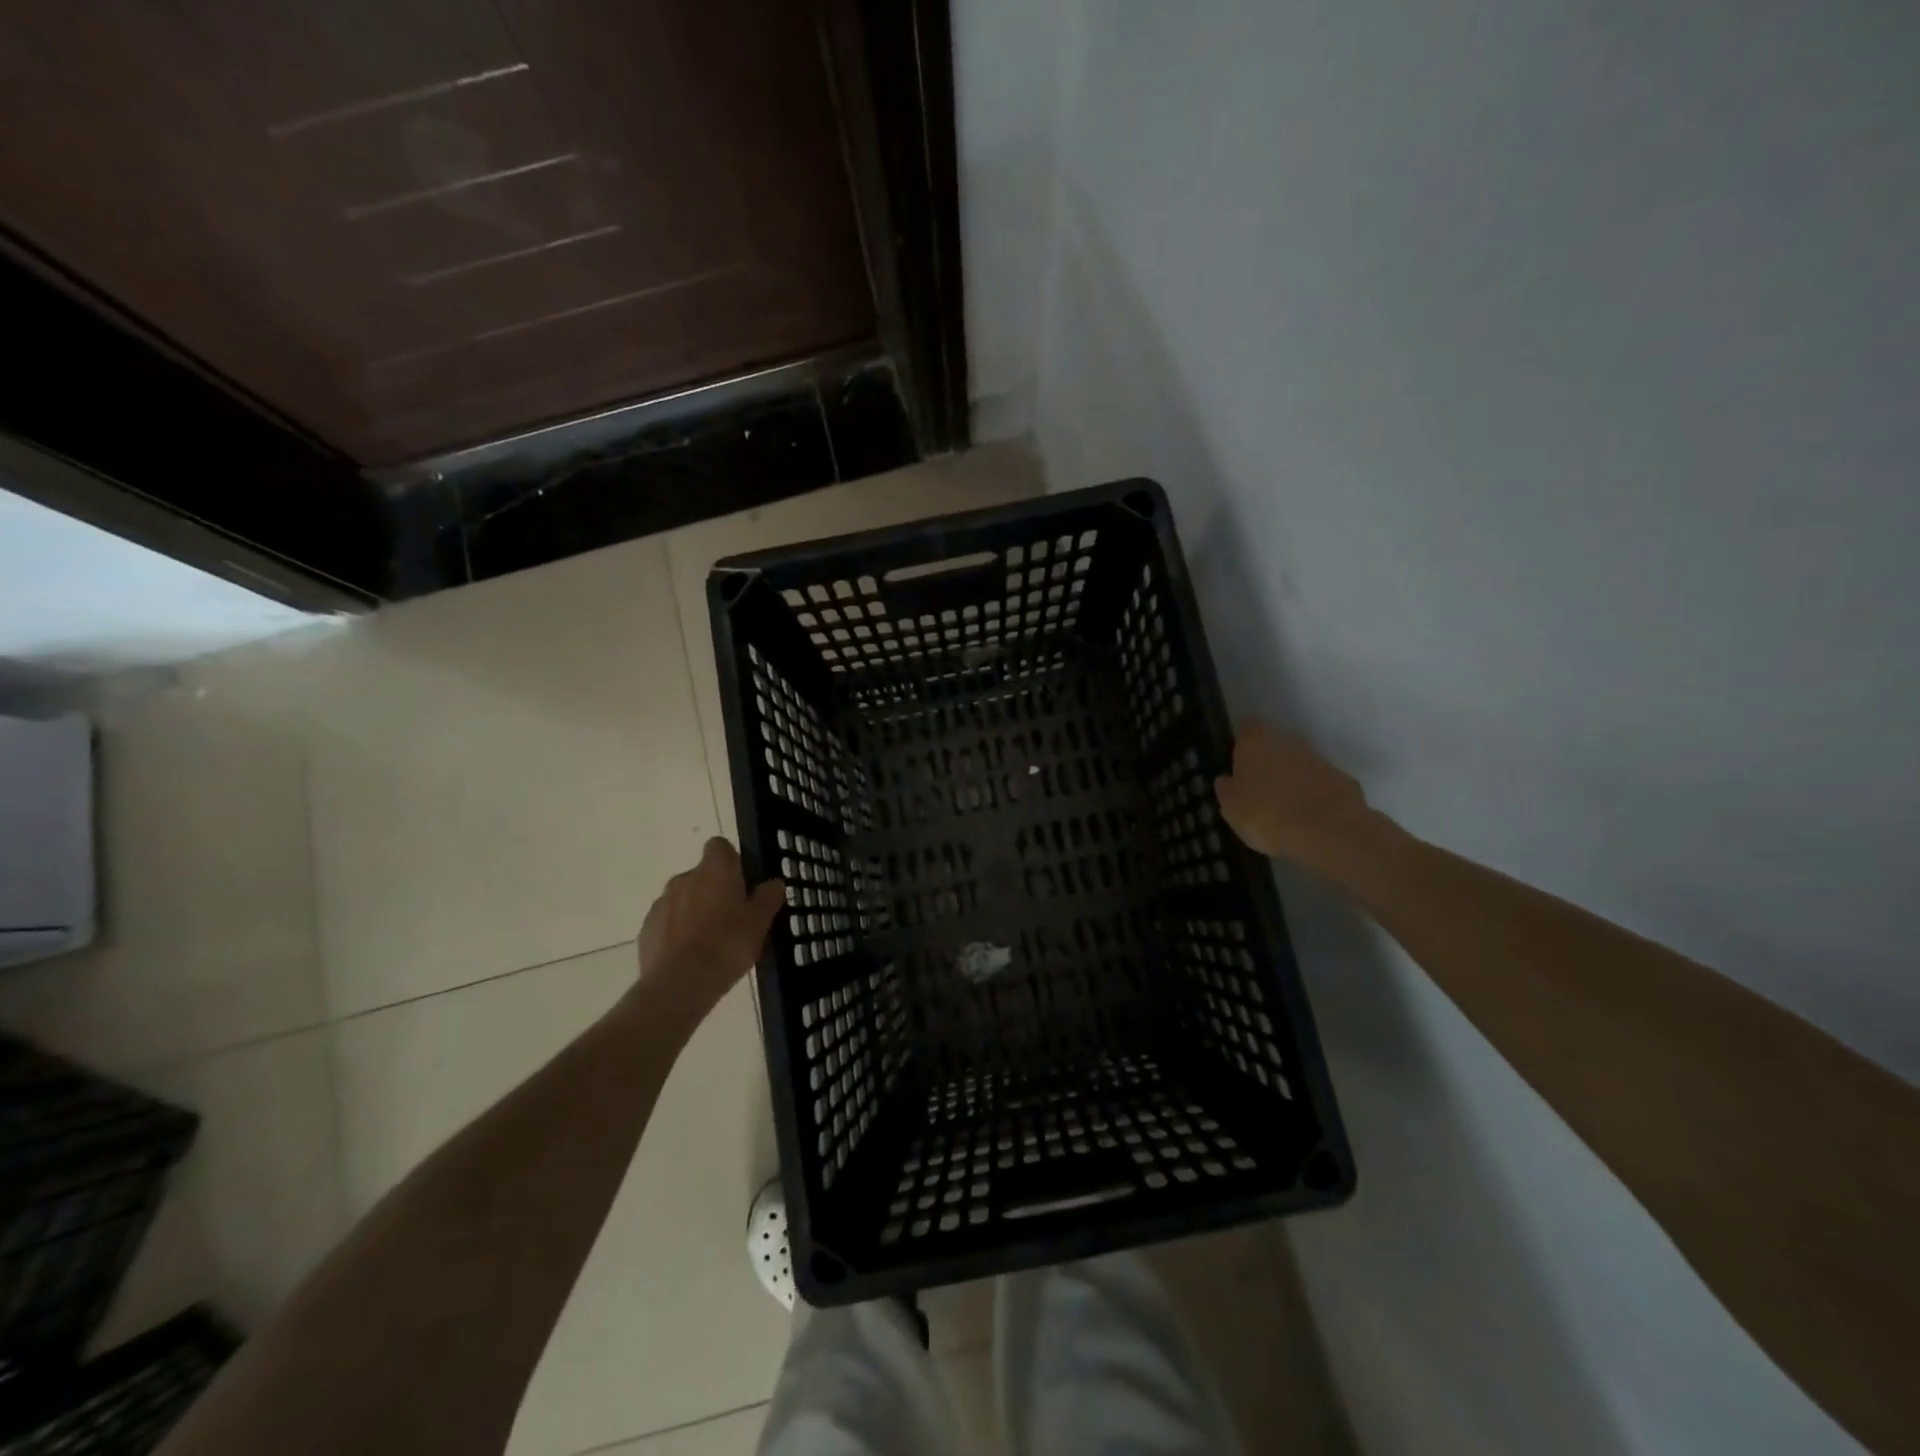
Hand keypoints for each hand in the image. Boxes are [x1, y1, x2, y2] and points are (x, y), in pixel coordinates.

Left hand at [636, 838, 784, 1017]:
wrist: (680, 984)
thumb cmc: (727, 945)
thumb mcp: (761, 922)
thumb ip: (768, 897)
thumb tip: (773, 883)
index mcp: (715, 870)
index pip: (720, 846)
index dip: (732, 861)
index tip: (743, 883)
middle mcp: (685, 878)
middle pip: (702, 874)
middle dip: (715, 889)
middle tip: (733, 917)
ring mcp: (662, 903)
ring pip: (684, 898)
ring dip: (696, 910)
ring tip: (711, 941)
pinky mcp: (647, 928)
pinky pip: (668, 921)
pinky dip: (678, 931)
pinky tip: (690, 955)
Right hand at [1215, 721, 1380, 869]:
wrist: (1326, 832)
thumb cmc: (1266, 815)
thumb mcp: (1231, 809)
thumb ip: (1227, 790)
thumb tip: (1226, 780)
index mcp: (1256, 744)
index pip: (1248, 728)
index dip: (1243, 741)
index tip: (1239, 758)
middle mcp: (1288, 742)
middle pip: (1276, 745)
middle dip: (1270, 761)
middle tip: (1260, 788)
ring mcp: (1319, 760)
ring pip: (1300, 764)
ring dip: (1293, 779)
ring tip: (1285, 809)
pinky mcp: (1343, 780)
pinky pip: (1322, 784)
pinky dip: (1315, 795)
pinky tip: (1309, 818)